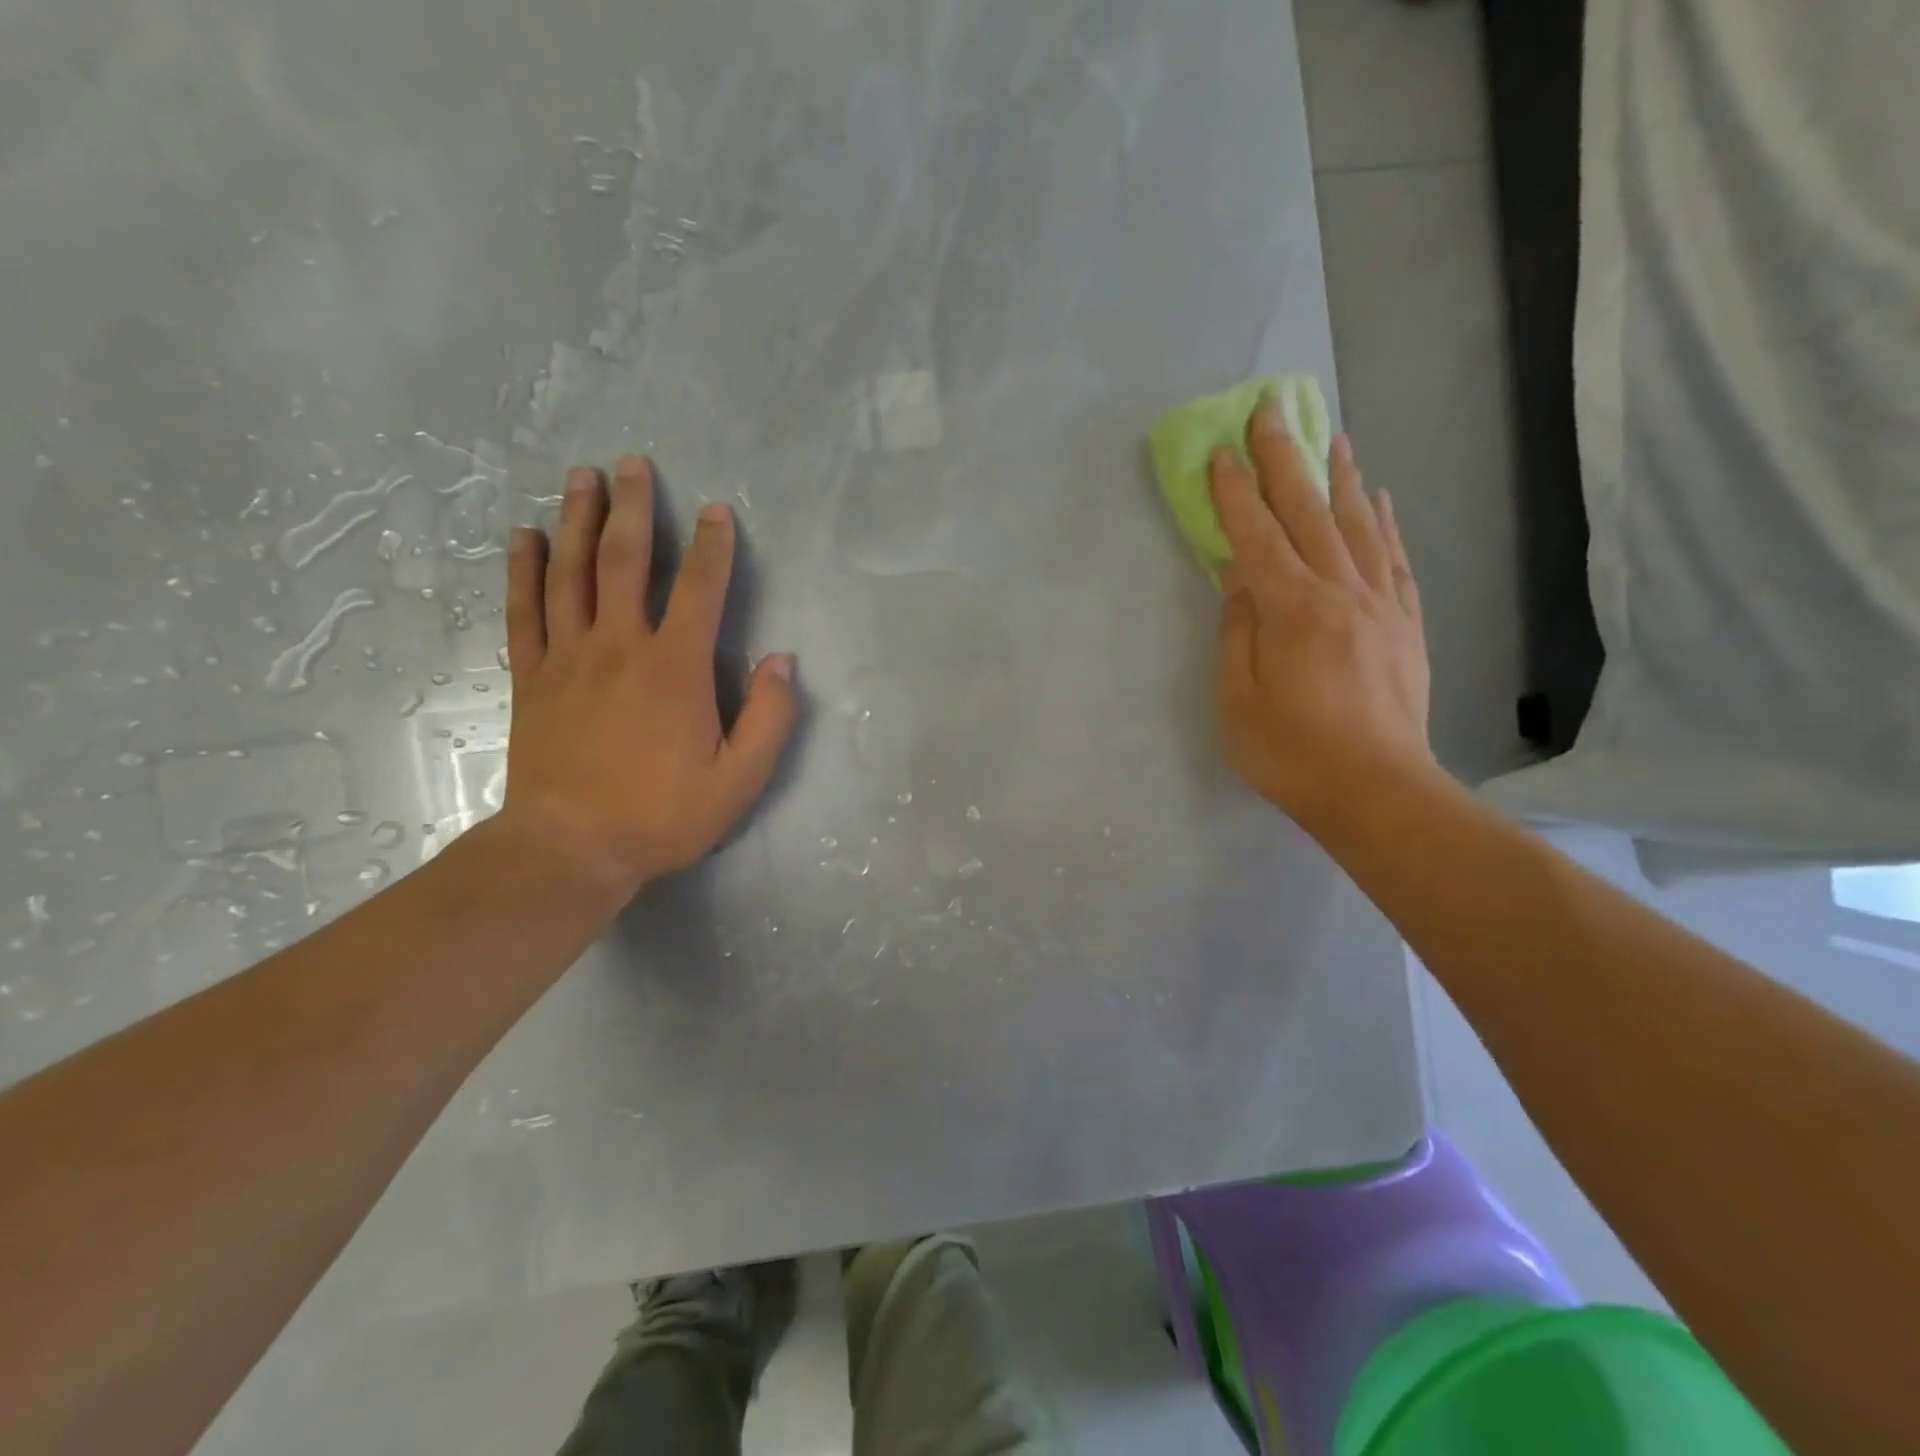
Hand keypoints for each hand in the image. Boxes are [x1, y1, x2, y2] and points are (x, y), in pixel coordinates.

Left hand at [496, 455, 796, 896]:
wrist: (571, 849)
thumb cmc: (664, 815)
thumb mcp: (741, 779)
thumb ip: (770, 717)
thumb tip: (782, 660)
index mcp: (676, 668)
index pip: (700, 589)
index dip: (713, 546)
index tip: (716, 509)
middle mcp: (620, 646)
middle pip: (625, 561)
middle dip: (634, 508)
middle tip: (632, 462)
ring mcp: (569, 658)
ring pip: (571, 573)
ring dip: (577, 520)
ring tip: (580, 477)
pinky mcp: (532, 677)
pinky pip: (525, 611)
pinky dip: (524, 570)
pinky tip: (524, 537)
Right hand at [1209, 409, 1436, 831]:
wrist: (1376, 790)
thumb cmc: (1289, 751)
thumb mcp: (1236, 698)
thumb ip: (1236, 631)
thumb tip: (1238, 578)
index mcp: (1291, 609)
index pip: (1257, 536)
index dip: (1234, 493)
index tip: (1220, 453)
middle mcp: (1340, 591)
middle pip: (1309, 513)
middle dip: (1285, 460)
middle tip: (1272, 412)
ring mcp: (1380, 604)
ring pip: (1359, 525)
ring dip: (1341, 477)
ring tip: (1331, 437)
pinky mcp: (1405, 624)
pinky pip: (1395, 560)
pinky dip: (1385, 523)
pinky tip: (1379, 499)